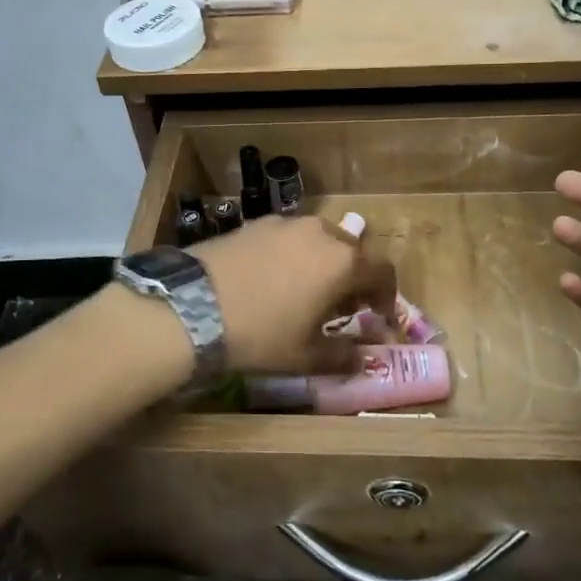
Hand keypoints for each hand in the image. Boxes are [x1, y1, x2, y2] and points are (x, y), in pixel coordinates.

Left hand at [191, 215, 397, 372]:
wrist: (193, 306)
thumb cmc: (260, 334)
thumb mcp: (306, 355)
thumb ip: (343, 356)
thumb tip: (363, 358)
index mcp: (343, 262)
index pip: (383, 273)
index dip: (387, 297)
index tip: (379, 318)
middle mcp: (321, 233)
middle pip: (352, 251)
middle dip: (355, 278)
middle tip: (342, 307)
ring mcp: (286, 223)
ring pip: (320, 240)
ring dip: (324, 263)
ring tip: (307, 291)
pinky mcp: (256, 222)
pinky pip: (289, 237)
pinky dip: (294, 255)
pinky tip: (274, 278)